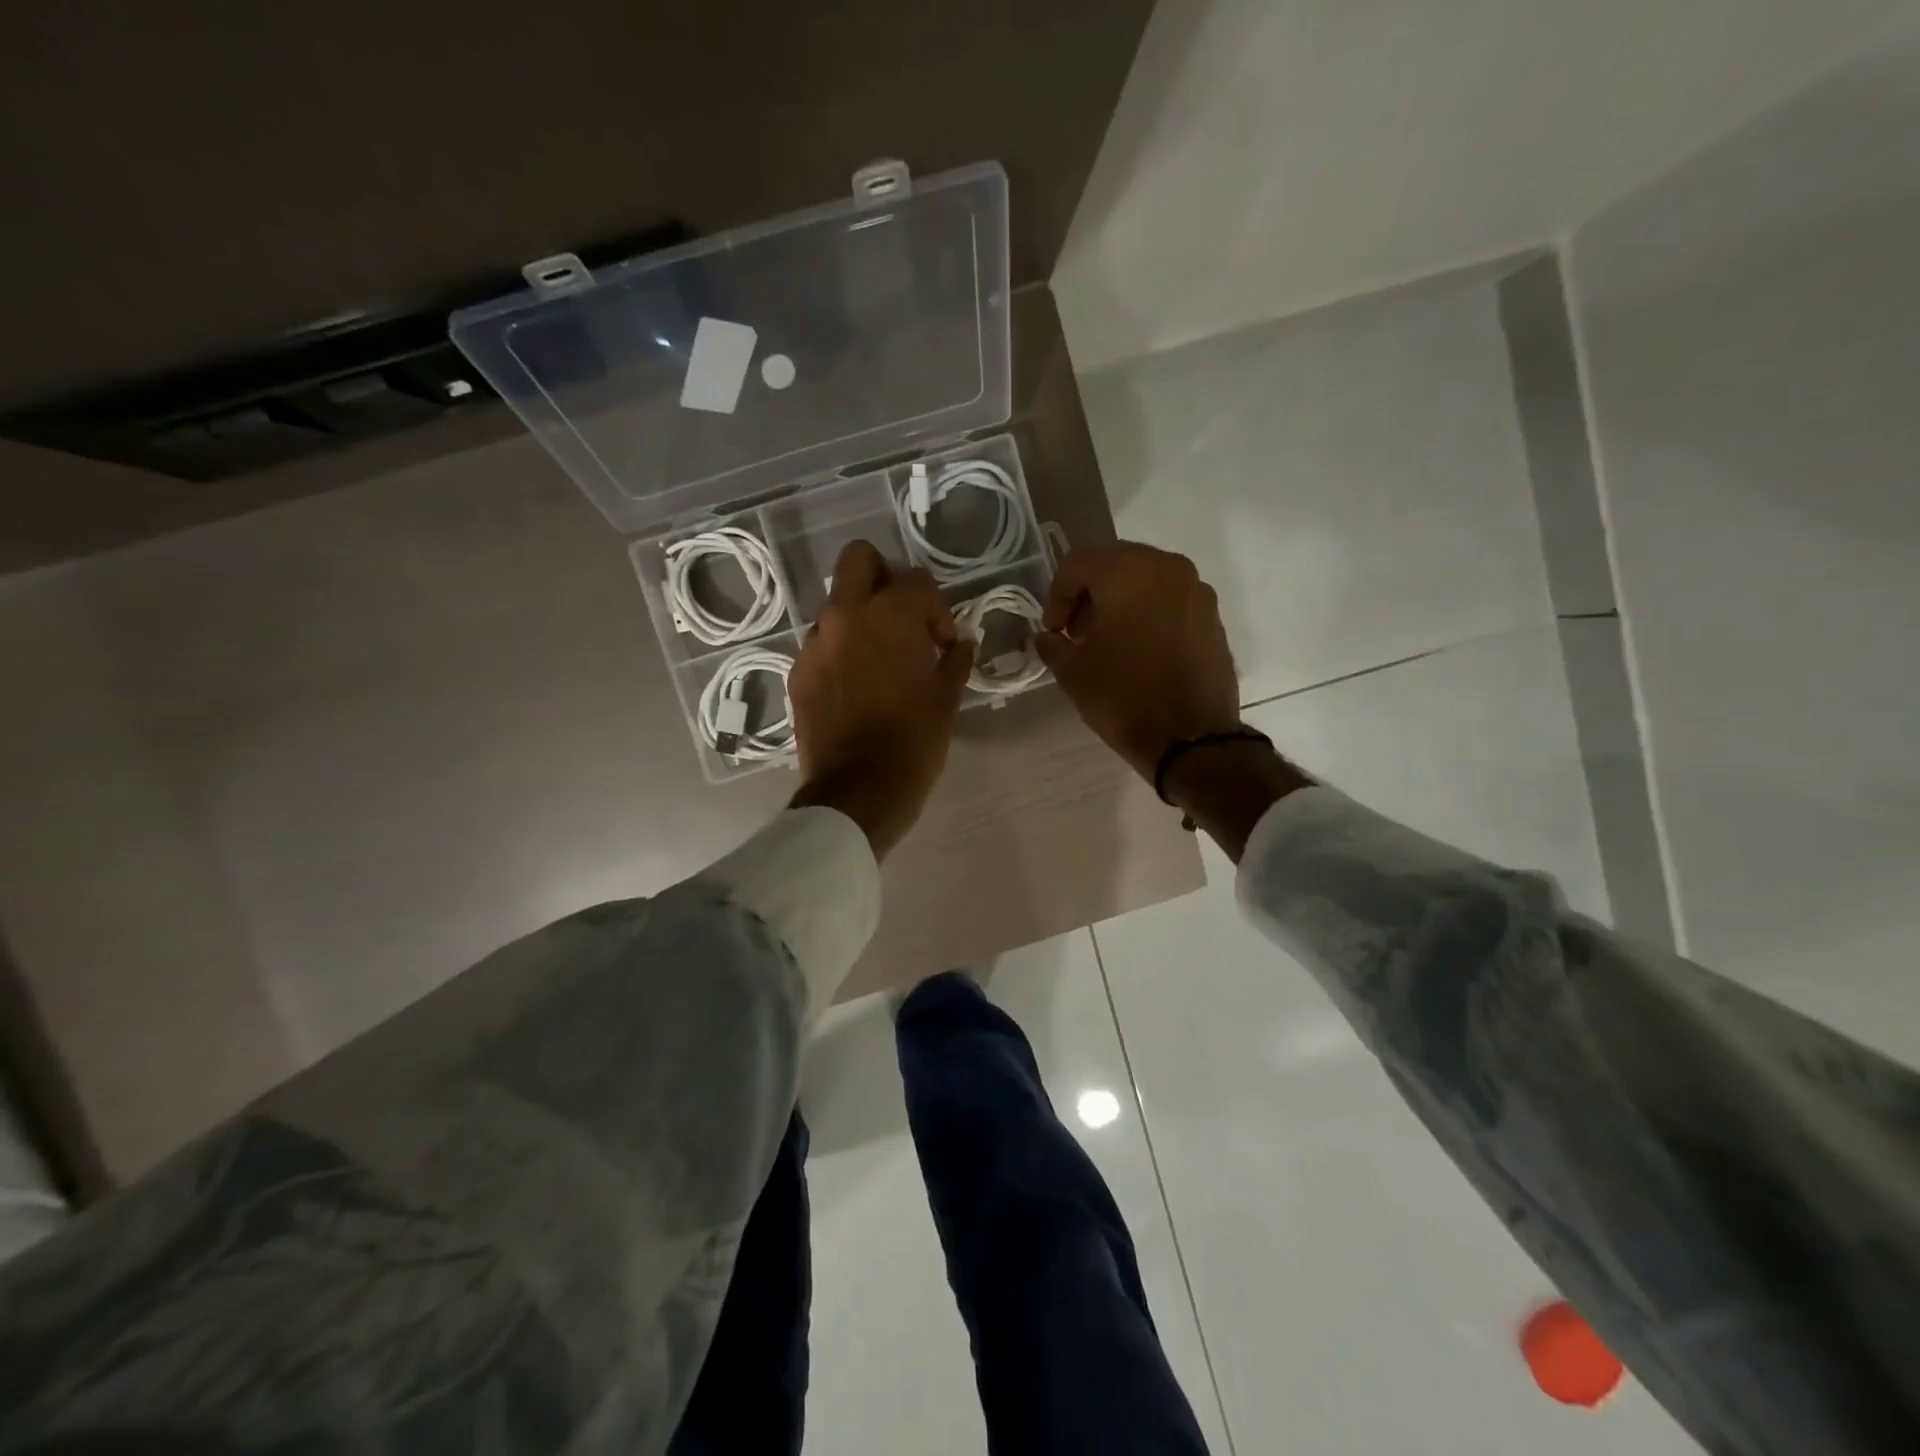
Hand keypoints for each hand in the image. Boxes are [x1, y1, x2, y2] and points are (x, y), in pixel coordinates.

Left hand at [788, 540, 973, 858]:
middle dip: (885, 577)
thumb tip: (960, 643)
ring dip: (862, 618)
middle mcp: (844, 617)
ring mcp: (815, 644)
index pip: (916, 580)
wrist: (856, 793)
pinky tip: (858, 686)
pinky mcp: (798, 672)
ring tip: (882, 659)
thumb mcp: (946, 701)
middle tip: (904, 616)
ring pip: (837, 605)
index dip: (938, 608)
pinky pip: (823, 643)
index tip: (945, 643)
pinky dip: (843, 650)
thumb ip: (955, 660)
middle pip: (859, 560)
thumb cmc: (912, 744)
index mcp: (888, 616)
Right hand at [1035, 542, 1241, 782]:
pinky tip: (1139, 649)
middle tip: (1077, 632)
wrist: (1192, 739)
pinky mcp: (1212, 615)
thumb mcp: (1073, 673)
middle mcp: (1167, 568)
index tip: (1054, 632)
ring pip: (1145, 578)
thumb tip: (1048, 637)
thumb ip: (1053, 645)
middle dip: (1088, 594)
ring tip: (1108, 642)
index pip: (1077, 564)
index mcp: (1128, 572)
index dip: (1056, 596)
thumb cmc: (1124, 698)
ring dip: (1119, 601)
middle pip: (1114, 563)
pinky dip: (1148, 612)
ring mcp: (1196, 590)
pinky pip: (1170, 599)